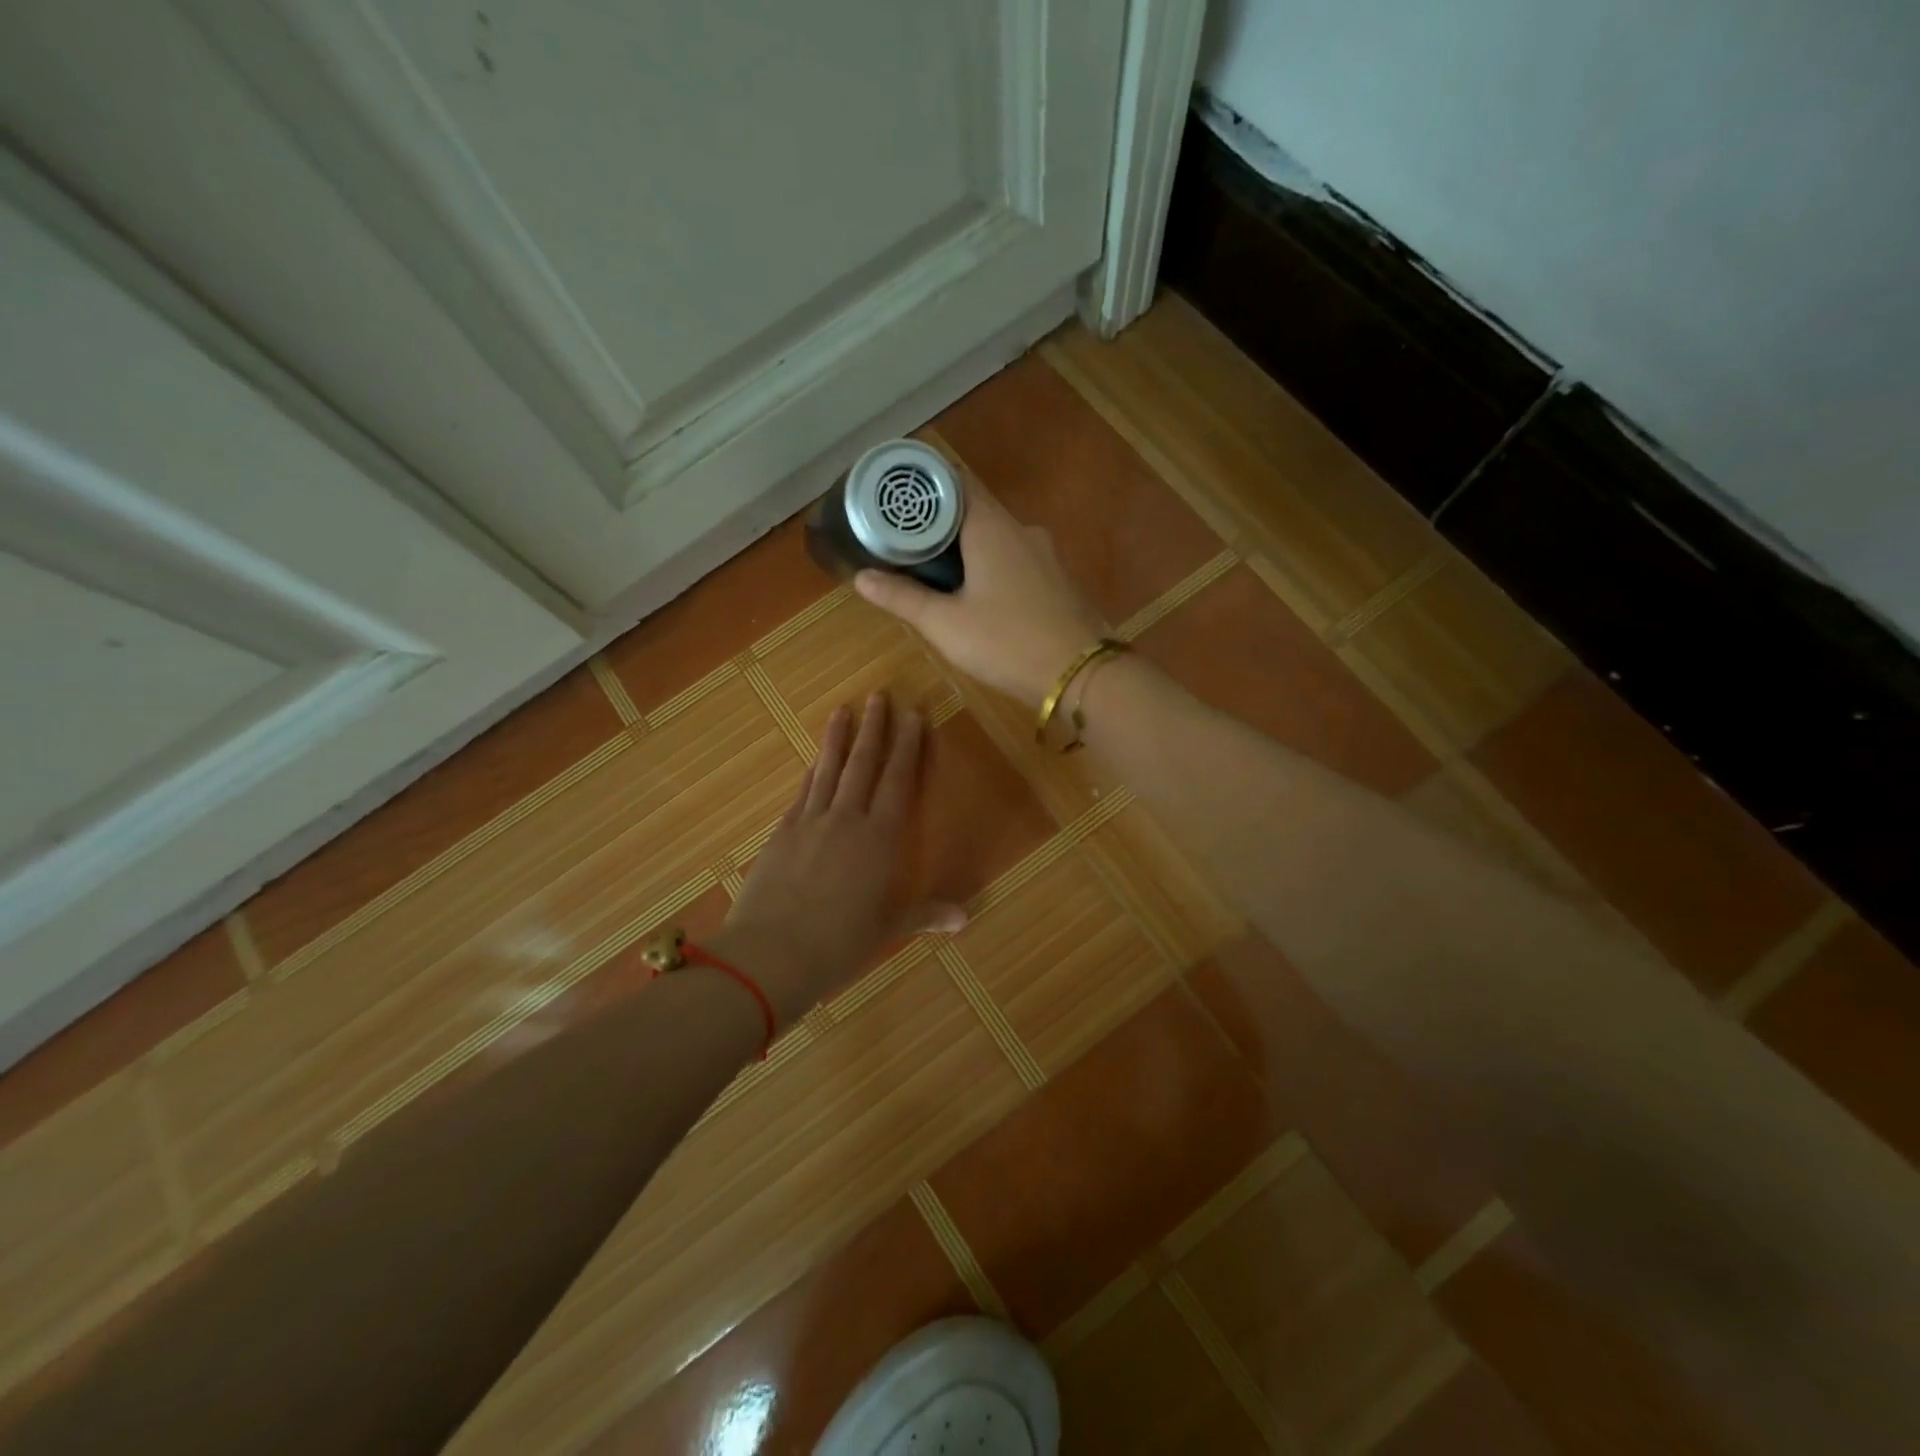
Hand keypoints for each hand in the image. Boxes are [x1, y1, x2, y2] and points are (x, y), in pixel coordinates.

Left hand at [709, 694, 963, 1028]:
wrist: (770, 953)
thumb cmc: (838, 945)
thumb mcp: (885, 930)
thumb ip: (924, 915)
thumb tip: (965, 918)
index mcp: (879, 840)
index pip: (898, 781)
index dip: (908, 746)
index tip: (914, 715)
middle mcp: (846, 820)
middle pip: (863, 764)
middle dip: (874, 728)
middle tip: (880, 695)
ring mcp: (810, 822)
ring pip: (829, 769)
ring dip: (838, 738)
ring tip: (843, 709)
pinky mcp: (782, 833)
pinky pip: (802, 791)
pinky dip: (812, 771)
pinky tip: (814, 760)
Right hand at [854, 484, 1105, 708]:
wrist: (1080, 675)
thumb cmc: (1006, 642)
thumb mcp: (945, 624)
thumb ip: (902, 597)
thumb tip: (861, 576)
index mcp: (992, 527)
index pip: (955, 482)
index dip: (925, 486)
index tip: (897, 500)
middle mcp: (1022, 530)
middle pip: (974, 511)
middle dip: (940, 524)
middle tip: (906, 544)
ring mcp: (1046, 555)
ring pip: (997, 539)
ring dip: (967, 549)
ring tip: (937, 574)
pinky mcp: (1058, 581)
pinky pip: (1017, 560)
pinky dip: (992, 567)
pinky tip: (980, 597)